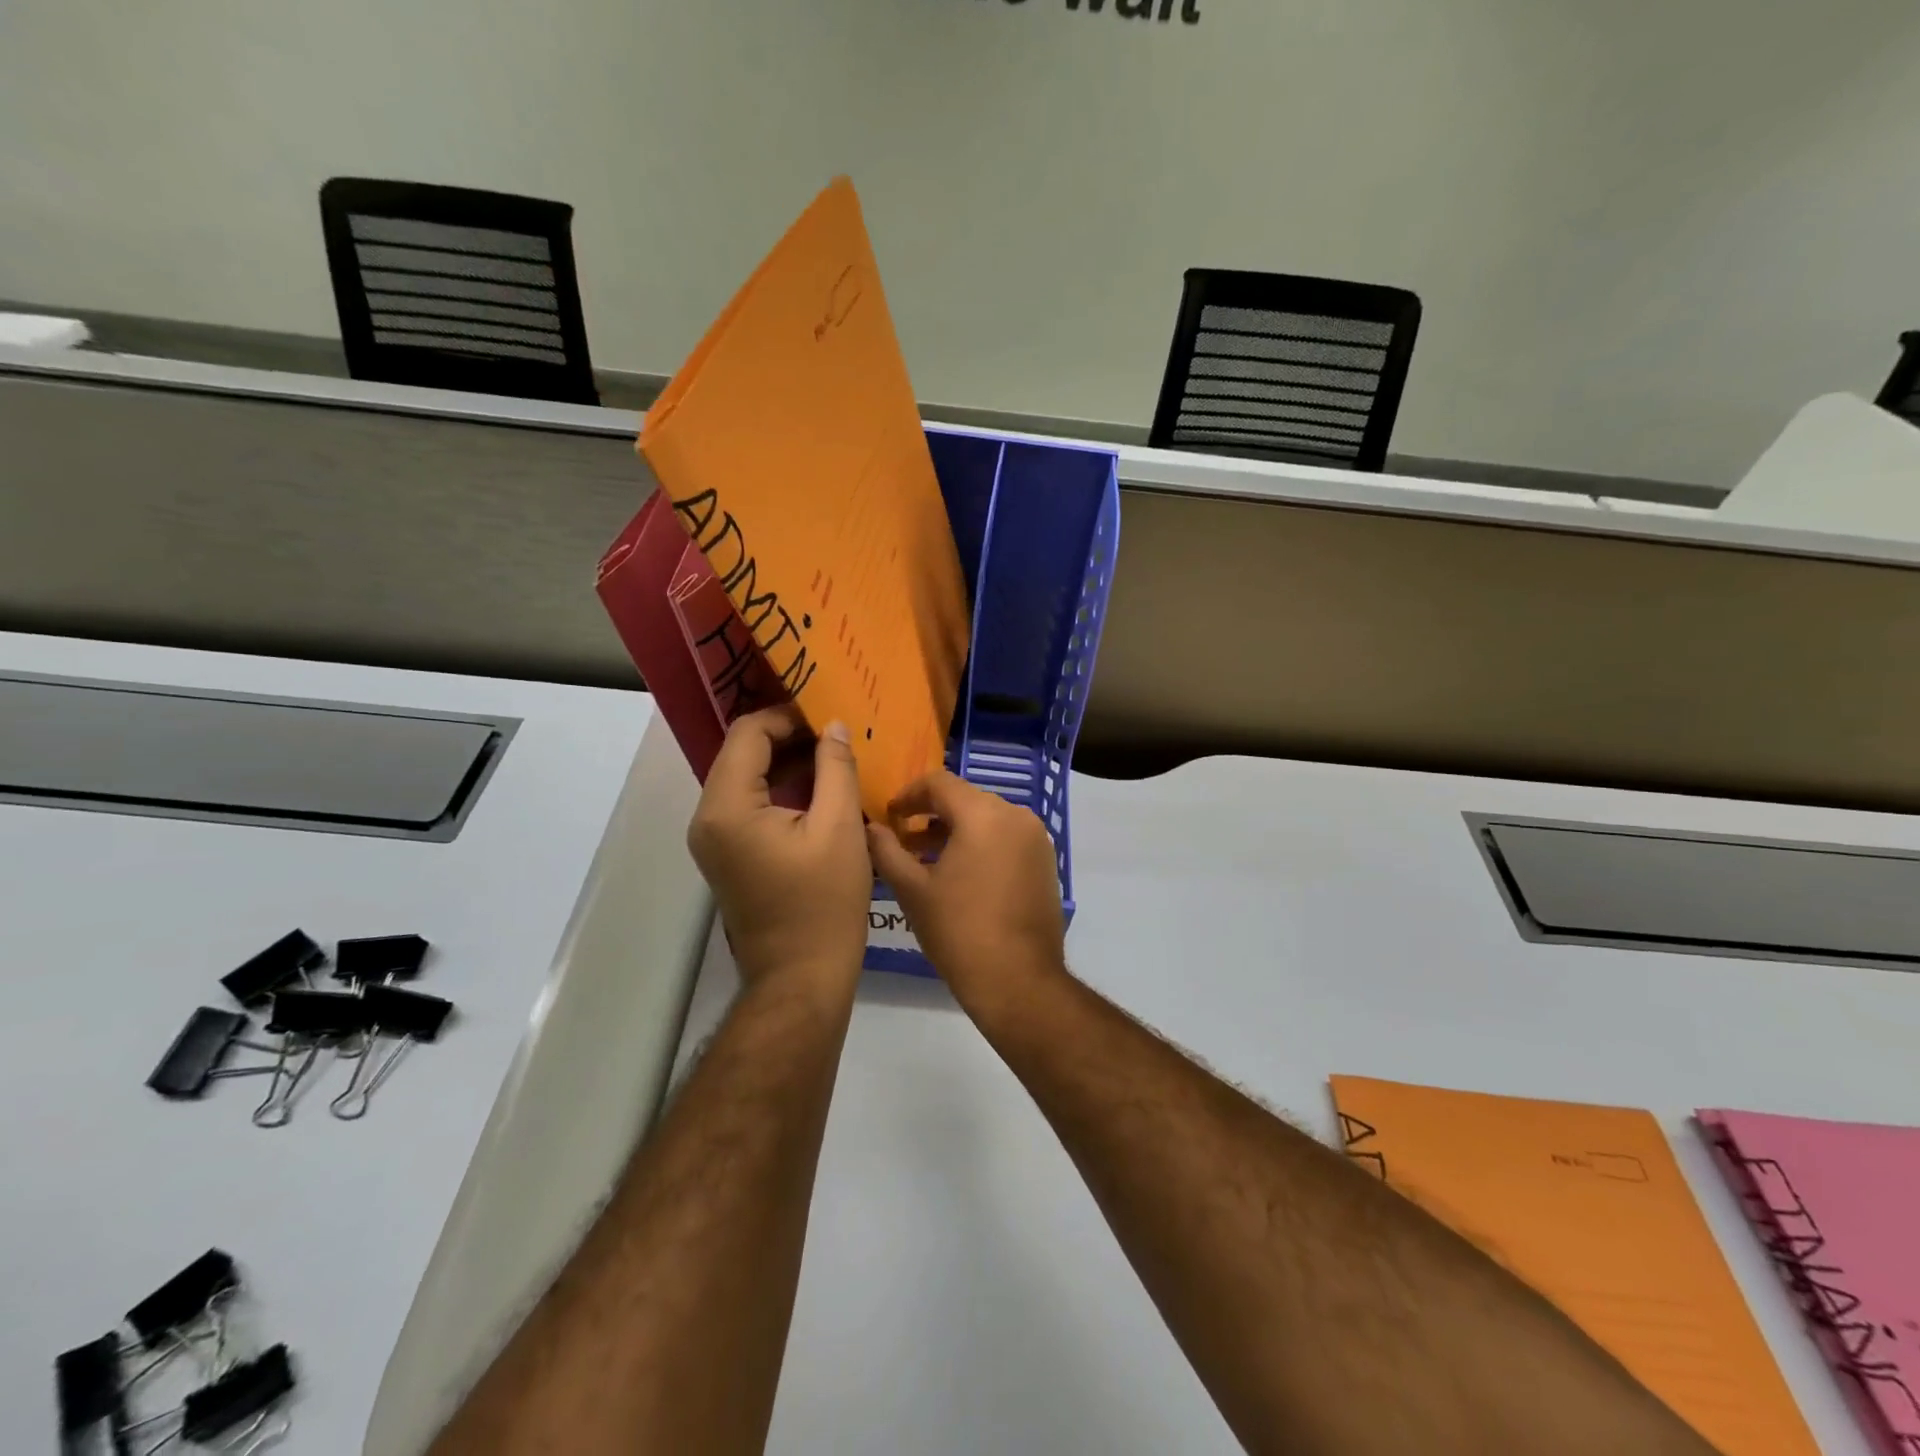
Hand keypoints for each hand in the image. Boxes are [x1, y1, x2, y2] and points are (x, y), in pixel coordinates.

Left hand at [688, 707, 872, 995]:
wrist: (801, 978)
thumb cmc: (824, 904)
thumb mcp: (840, 827)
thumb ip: (836, 767)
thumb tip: (834, 725)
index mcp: (728, 808)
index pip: (749, 733)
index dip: (789, 716)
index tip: (831, 716)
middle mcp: (708, 817)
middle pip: (743, 752)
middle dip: (790, 736)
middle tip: (838, 733)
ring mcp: (713, 838)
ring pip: (747, 776)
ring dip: (787, 761)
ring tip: (835, 756)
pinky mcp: (727, 853)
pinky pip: (749, 803)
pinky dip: (781, 788)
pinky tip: (820, 787)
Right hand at [866, 771, 1066, 1020]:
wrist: (1019, 981)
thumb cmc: (959, 931)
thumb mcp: (912, 890)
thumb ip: (887, 851)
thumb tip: (871, 828)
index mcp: (984, 814)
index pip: (940, 783)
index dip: (909, 795)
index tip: (890, 817)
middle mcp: (1016, 816)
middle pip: (965, 799)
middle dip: (932, 814)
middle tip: (904, 840)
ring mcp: (1036, 839)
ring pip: (987, 818)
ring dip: (956, 831)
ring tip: (927, 861)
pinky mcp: (1045, 862)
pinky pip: (1006, 838)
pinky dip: (981, 844)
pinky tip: (960, 875)